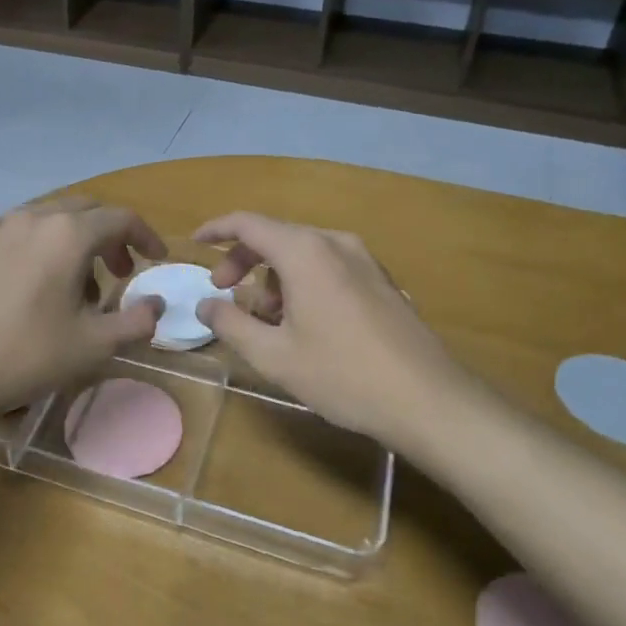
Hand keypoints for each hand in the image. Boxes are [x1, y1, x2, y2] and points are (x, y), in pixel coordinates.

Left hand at [0, 199, 166, 426]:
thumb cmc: (28, 354)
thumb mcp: (94, 345)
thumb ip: (136, 321)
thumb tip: (157, 304)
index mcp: (68, 233)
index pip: (121, 219)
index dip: (146, 236)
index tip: (158, 260)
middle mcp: (35, 218)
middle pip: (87, 211)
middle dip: (112, 237)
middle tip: (123, 272)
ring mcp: (2, 230)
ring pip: (55, 221)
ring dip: (80, 243)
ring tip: (83, 289)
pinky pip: (27, 234)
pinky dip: (49, 248)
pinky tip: (43, 289)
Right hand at [192, 212, 488, 450]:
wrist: (429, 401)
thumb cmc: (342, 375)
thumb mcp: (274, 355)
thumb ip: (231, 323)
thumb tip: (205, 304)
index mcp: (305, 252)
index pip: (248, 223)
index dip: (216, 229)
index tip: (195, 243)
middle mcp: (335, 243)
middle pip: (276, 237)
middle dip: (243, 260)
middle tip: (225, 292)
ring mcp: (364, 260)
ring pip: (303, 253)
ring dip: (274, 276)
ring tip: (267, 320)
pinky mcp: (382, 281)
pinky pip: (329, 266)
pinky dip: (303, 282)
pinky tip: (304, 323)